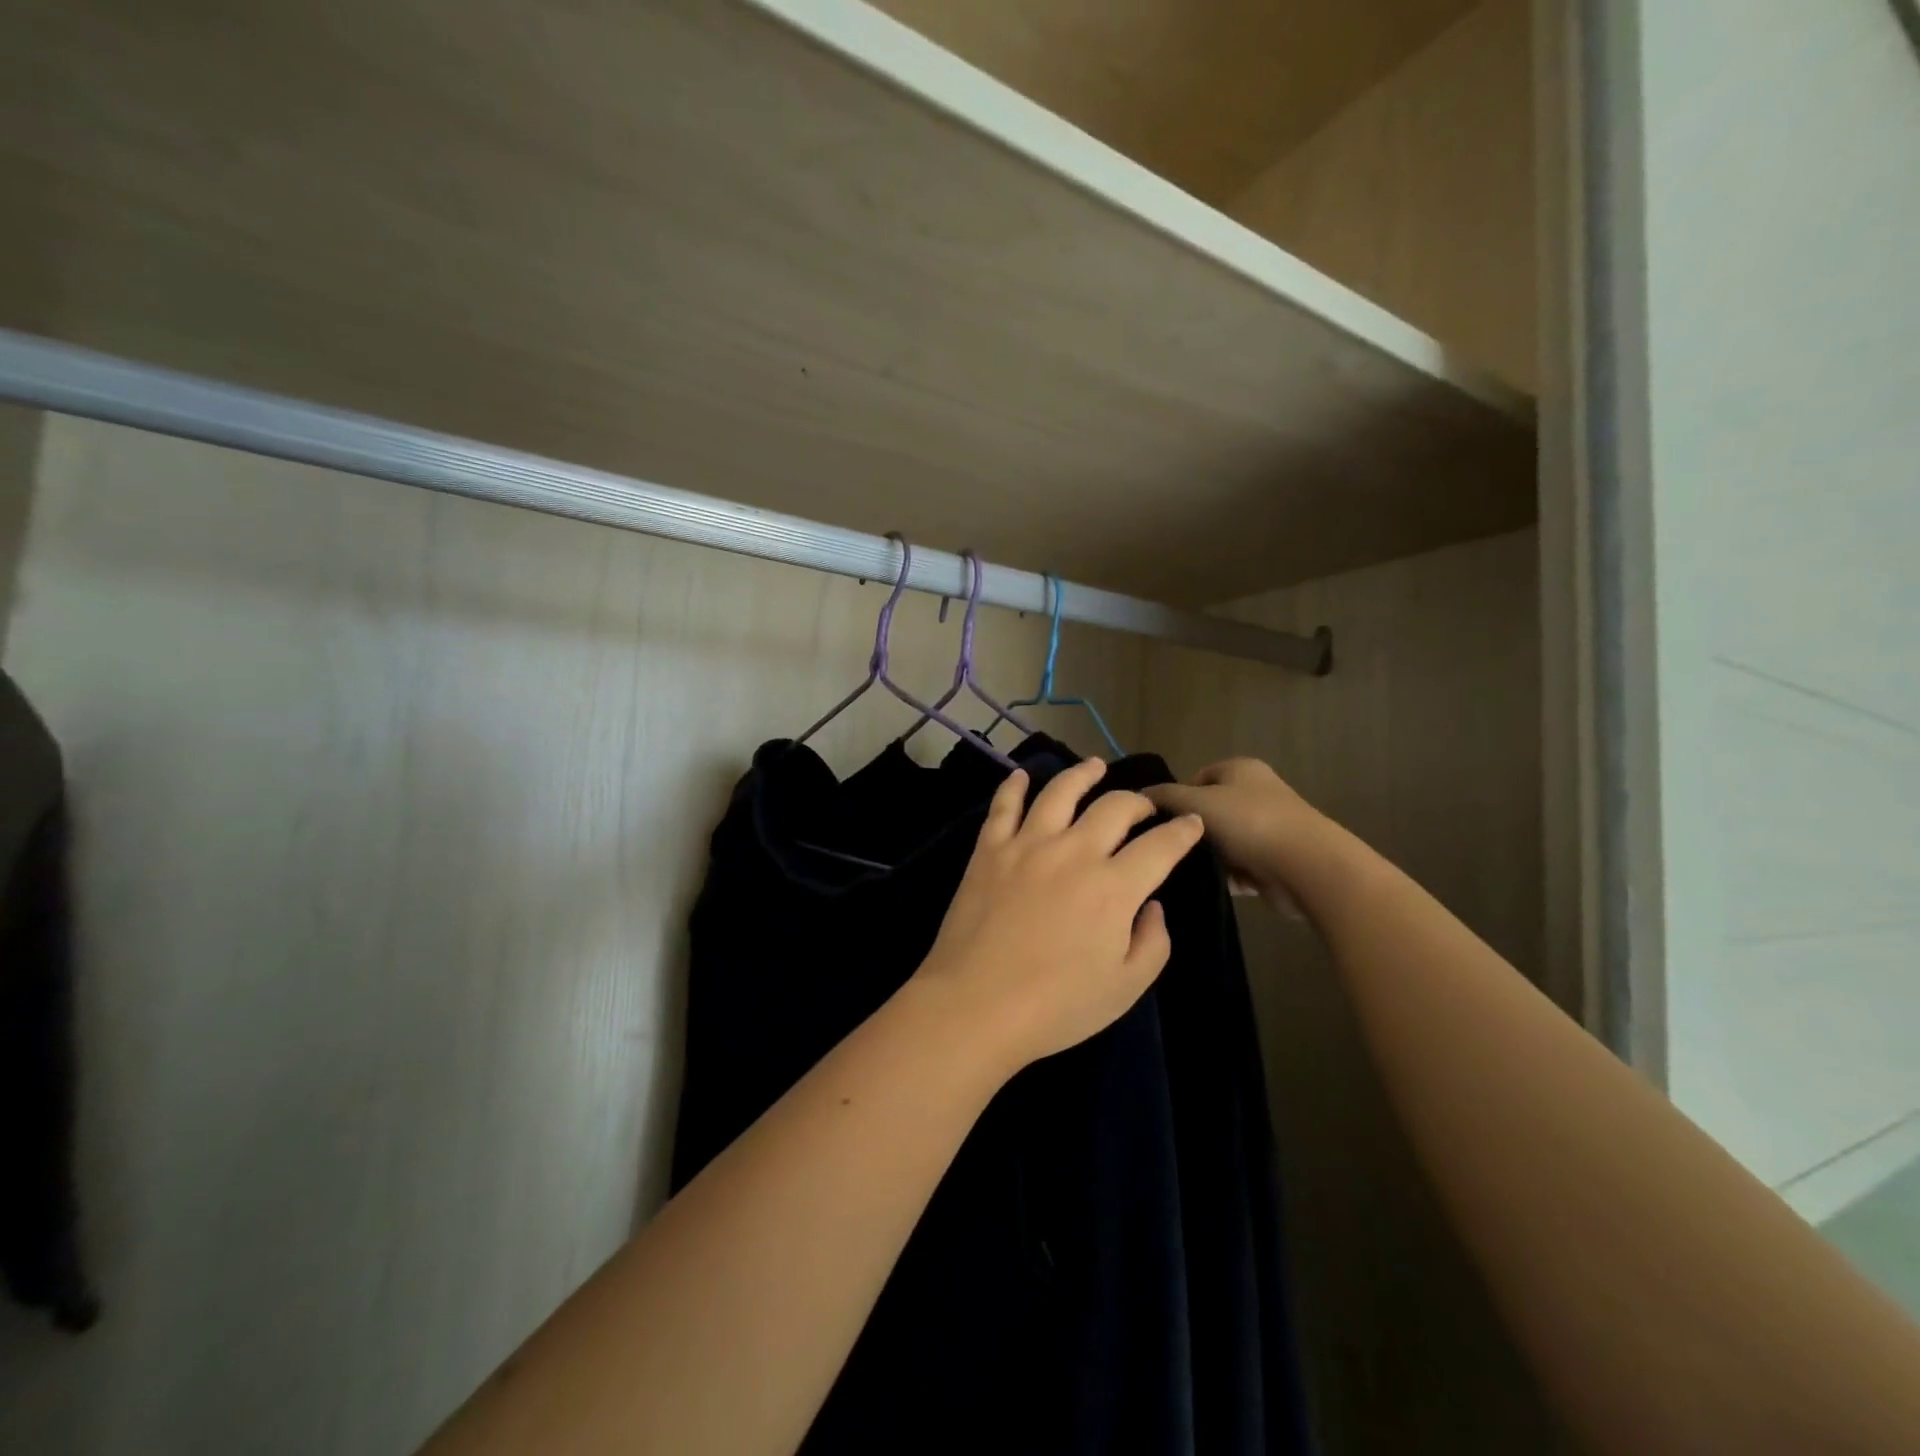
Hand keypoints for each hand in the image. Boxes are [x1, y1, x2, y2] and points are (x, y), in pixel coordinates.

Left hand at [912, 758, 1204, 1073]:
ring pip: (1061, 792)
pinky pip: (1004, 806)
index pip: (1160, 846)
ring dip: (1083, 774)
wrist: (975, 1005)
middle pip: (1115, 807)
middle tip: (1144, 807)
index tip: (1191, 823)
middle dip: (1139, 801)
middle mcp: (1075, 852)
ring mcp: (1028, 845)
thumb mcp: (1125, 987)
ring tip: (1095, 766)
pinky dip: (1014, 786)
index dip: (1182, 831)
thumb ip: (1152, 942)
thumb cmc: (1056, 1006)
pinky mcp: (990, 849)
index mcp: (1114, 887)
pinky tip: (1022, 776)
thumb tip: (1151, 904)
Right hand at [1141, 758, 1330, 893]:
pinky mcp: (1273, 862)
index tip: (1161, 822)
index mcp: (1241, 769)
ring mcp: (1267, 829)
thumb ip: (1164, 796)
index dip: (1176, 798)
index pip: (1196, 778)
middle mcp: (1256, 794)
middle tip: (1168, 847)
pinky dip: (1223, 877)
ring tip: (1184, 870)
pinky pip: (1237, 868)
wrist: (1308, 868)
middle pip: (1208, 811)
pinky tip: (1206, 886)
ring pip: (1221, 842)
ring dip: (1206, 856)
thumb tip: (1139, 795)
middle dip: (1191, 831)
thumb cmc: (1250, 823)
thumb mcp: (1197, 802)